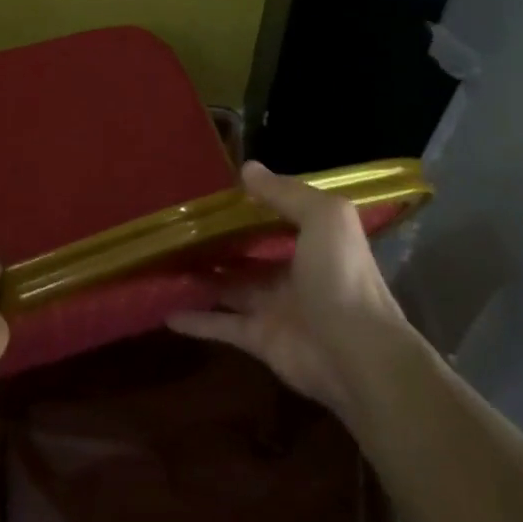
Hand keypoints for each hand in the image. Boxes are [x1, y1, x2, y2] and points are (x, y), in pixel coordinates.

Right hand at [167, 162, 408, 417]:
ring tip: (165, 263)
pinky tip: (166, 312)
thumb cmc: (341, 276)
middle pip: (249, 254)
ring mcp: (275, 307)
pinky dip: (196, 321)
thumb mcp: (323, 218)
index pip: (279, 217)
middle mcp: (294, 272)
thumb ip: (285, 193)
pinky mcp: (259, 339)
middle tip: (180, 228)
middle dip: (220, 242)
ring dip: (203, 278)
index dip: (252, 204)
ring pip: (230, 287)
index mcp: (314, 241)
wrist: (357, 354)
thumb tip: (247, 168)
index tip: (215, 192)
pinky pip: (221, 325)